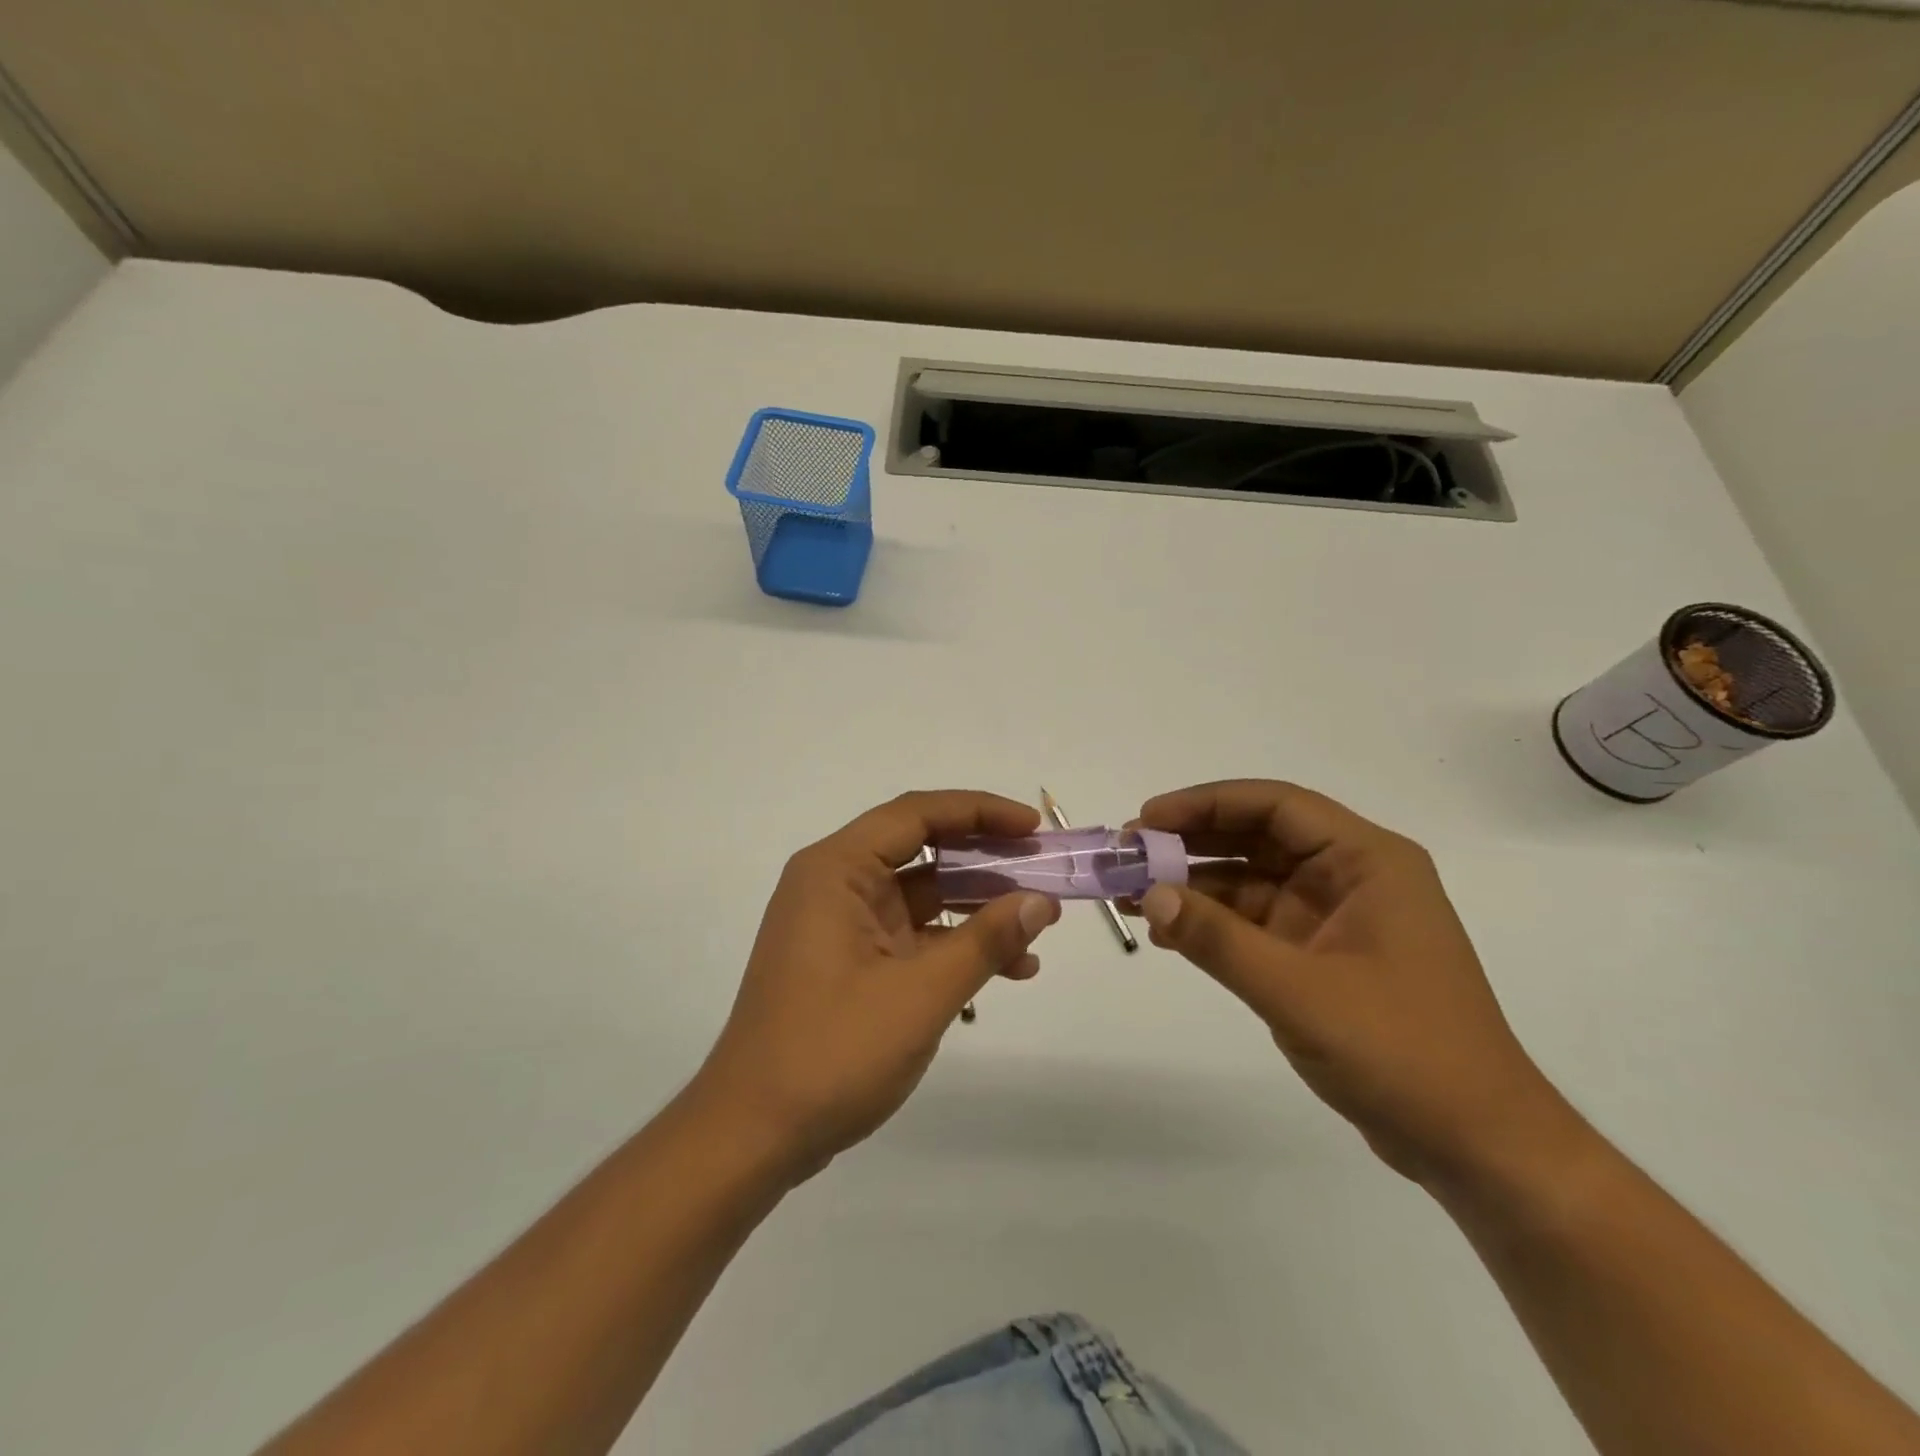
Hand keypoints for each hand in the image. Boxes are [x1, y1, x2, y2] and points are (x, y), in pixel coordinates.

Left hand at [692, 790, 1060, 1182]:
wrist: (752, 1135)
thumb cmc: (831, 1052)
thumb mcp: (920, 995)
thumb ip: (984, 943)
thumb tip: (1040, 902)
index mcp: (837, 870)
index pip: (917, 815)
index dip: (980, 812)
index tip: (1033, 829)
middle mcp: (835, 885)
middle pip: (922, 850)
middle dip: (986, 861)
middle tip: (1043, 871)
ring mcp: (842, 926)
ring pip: (922, 896)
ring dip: (978, 909)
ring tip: (1038, 927)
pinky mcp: (850, 963)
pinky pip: (913, 935)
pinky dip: (956, 945)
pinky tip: (1007, 969)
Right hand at [1136, 780, 1575, 1185]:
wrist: (1477, 1147)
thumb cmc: (1403, 1053)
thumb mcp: (1299, 992)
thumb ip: (1219, 939)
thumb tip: (1149, 894)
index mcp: (1367, 862)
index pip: (1277, 806)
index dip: (1207, 804)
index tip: (1148, 819)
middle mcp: (1351, 877)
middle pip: (1258, 837)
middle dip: (1191, 842)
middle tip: (1128, 855)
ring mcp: (1335, 918)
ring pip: (1251, 880)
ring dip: (1194, 884)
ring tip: (1130, 893)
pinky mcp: (1321, 957)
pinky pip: (1254, 923)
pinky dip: (1212, 923)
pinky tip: (1167, 932)